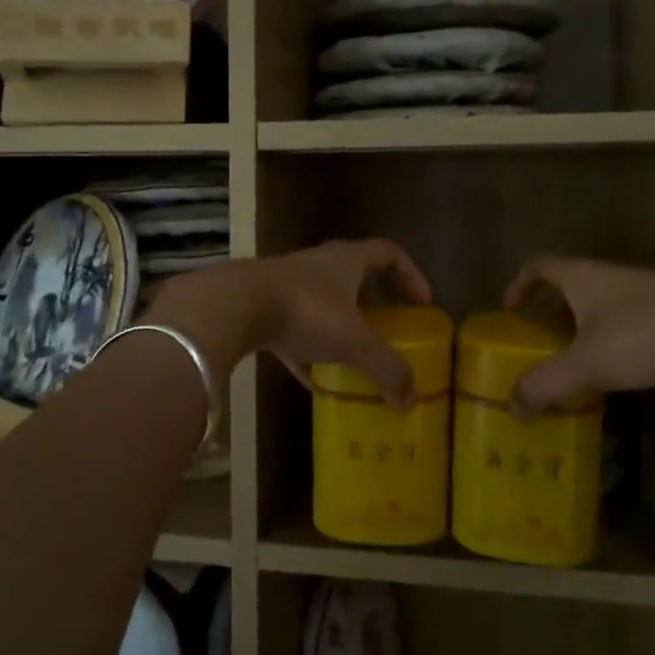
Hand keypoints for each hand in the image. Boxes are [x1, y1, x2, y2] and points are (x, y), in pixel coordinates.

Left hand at [150, 240, 432, 409]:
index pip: (388, 253)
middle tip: (390, 331)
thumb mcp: (354, 342)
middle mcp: (318, 266)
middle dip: (374, 305)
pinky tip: (314, 383)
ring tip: (355, 361)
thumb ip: (387, 369)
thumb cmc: (305, 311)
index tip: (422, 303)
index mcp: (346, 260)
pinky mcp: (261, 309)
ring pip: (323, 305)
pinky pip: (294, 332)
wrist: (233, 307)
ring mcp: (287, 286)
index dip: (410, 274)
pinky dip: (308, 354)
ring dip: (340, 330)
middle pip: (355, 278)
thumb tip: (411, 401)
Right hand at [502, 258, 654, 414]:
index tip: (511, 312)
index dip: (520, 285)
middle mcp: (609, 277)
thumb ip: (546, 384)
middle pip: (570, 287)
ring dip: (584, 330)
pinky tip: (620, 371)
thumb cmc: (644, 334)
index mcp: (582, 278)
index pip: (540, 267)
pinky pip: (628, 323)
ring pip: (601, 306)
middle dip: (551, 314)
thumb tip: (513, 405)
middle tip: (541, 345)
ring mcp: (643, 293)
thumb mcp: (586, 364)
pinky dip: (614, 341)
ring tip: (577, 364)